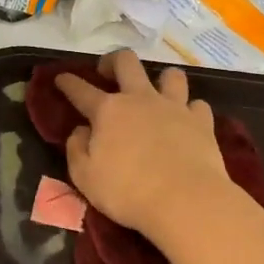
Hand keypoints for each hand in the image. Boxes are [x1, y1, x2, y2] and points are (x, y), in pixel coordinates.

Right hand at [56, 50, 232, 239]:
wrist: (186, 201)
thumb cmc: (127, 192)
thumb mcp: (85, 177)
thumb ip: (77, 149)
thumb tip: (81, 131)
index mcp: (108, 111)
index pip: (81, 90)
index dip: (68, 82)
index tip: (61, 77)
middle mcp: (140, 99)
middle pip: (126, 62)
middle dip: (112, 61)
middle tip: (108, 73)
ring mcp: (174, 107)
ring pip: (170, 75)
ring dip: (160, 80)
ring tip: (156, 93)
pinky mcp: (202, 122)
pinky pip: (197, 105)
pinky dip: (190, 110)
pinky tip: (186, 122)